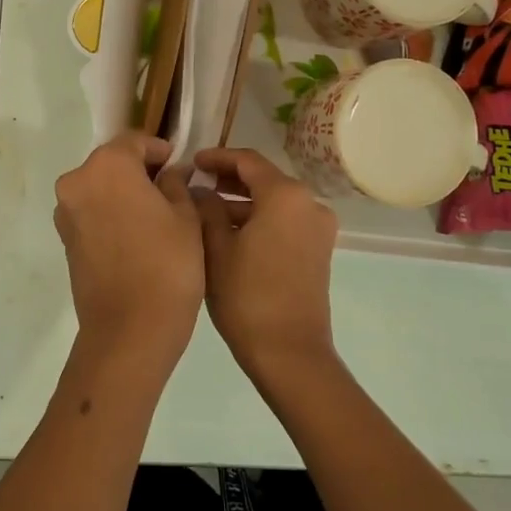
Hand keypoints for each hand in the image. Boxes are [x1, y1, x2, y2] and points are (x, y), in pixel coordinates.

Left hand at [53, 132, 204, 380]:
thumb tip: (171, 172)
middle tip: (172, 189)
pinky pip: (92, 213)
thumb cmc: (167, 265)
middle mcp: (78, 182)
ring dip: (124, 193)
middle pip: (113, 163)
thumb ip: (176, 183)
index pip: (135, 142)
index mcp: (107, 166)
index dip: (160, 150)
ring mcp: (67, 213)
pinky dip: (112, 215)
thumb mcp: (186, 217)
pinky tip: (138, 235)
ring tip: (157, 215)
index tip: (180, 165)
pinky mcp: (66, 241)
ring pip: (100, 188)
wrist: (130, 331)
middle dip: (140, 171)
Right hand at [192, 148, 340, 385]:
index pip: (247, 161)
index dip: (217, 158)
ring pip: (274, 201)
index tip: (191, 162)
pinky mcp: (319, 249)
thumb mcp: (216, 248)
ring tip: (205, 212)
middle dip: (229, 180)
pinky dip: (259, 219)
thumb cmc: (247, 296)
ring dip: (242, 202)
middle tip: (195, 185)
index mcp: (285, 195)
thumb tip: (201, 191)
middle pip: (264, 179)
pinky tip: (229, 233)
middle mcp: (309, 203)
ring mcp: (318, 227)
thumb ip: (206, 209)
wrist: (289, 352)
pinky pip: (285, 220)